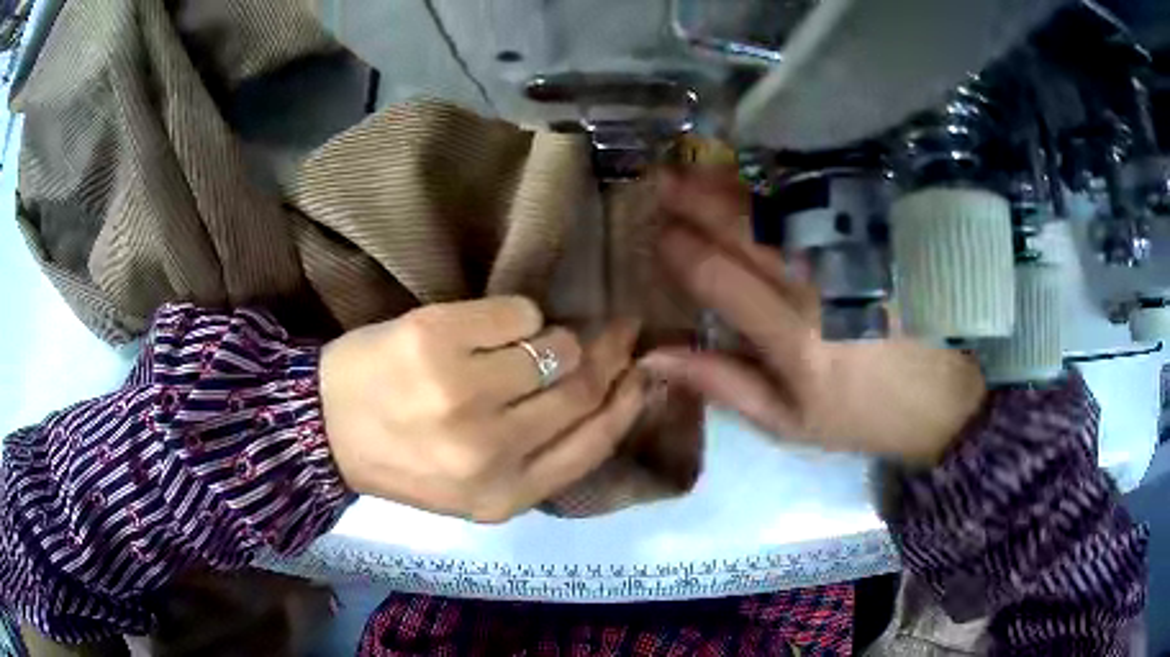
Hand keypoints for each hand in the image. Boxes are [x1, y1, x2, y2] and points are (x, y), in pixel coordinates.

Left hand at [319, 297, 644, 521]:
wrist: (324, 428)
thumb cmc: (405, 459)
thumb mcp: (479, 486)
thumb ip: (542, 454)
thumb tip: (611, 391)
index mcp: (504, 495)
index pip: (595, 442)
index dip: (629, 401)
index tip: (643, 371)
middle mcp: (489, 450)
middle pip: (582, 388)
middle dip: (609, 353)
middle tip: (618, 331)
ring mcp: (461, 393)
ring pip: (555, 345)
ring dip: (553, 337)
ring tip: (526, 343)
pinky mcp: (436, 340)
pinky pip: (518, 312)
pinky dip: (516, 315)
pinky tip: (485, 330)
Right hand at [641, 172, 986, 464]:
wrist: (943, 400)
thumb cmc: (861, 417)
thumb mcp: (788, 422)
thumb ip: (722, 383)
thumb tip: (654, 354)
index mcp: (793, 340)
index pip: (717, 277)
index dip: (679, 250)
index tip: (657, 235)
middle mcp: (819, 287)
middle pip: (744, 229)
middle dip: (693, 200)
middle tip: (660, 181)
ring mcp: (852, 255)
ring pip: (780, 208)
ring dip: (730, 184)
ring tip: (694, 168)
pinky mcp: (878, 240)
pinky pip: (823, 203)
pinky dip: (782, 186)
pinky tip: (758, 176)